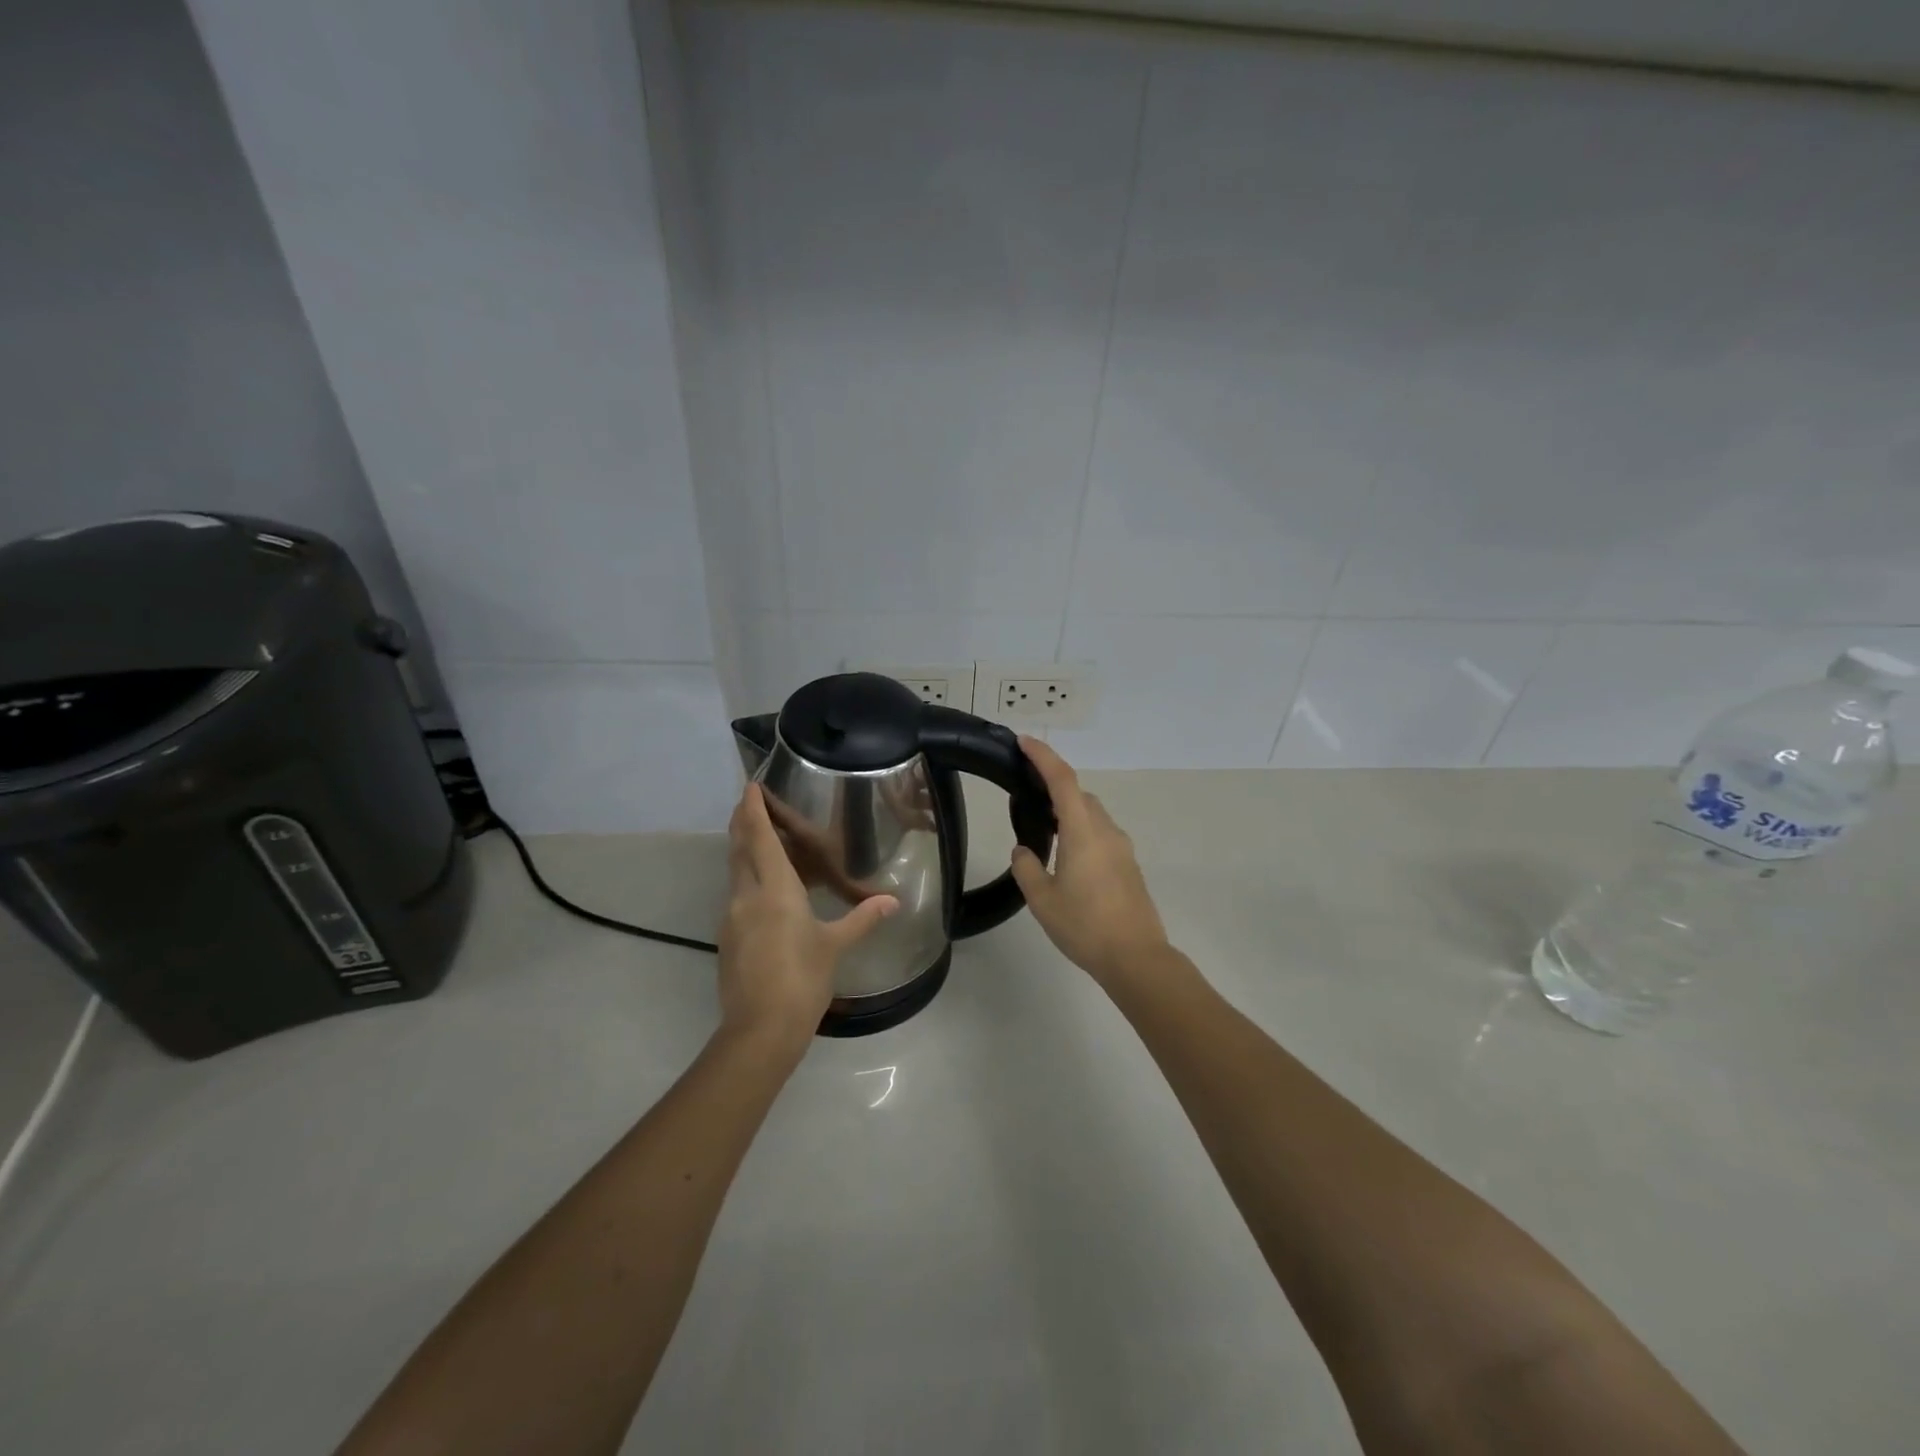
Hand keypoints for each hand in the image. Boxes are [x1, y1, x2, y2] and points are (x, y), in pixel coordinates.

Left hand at [719, 783, 897, 1046]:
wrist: (760, 1031)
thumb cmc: (802, 980)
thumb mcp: (835, 946)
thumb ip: (862, 918)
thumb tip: (892, 901)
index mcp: (774, 890)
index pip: (759, 837)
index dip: (752, 809)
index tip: (749, 786)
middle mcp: (746, 896)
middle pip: (739, 849)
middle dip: (742, 822)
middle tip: (750, 803)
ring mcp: (732, 919)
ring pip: (735, 872)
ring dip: (743, 850)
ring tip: (760, 840)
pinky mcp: (728, 940)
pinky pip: (737, 896)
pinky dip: (747, 879)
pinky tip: (764, 890)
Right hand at [1008, 737, 1168, 985]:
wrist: (1136, 958)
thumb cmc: (1085, 926)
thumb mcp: (1042, 899)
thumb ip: (1027, 868)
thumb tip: (1024, 851)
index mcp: (1083, 832)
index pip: (1062, 780)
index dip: (1043, 756)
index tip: (1023, 741)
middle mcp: (1106, 830)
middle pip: (1079, 794)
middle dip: (1053, 785)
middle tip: (1026, 792)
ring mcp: (1122, 847)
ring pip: (1092, 814)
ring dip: (1068, 810)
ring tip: (1042, 827)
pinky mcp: (1128, 865)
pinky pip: (1101, 833)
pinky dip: (1081, 830)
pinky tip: (1066, 856)